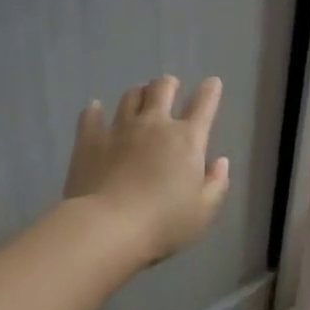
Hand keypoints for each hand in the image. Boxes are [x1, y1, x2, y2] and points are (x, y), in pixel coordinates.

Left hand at [64, 76, 229, 265]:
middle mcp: (154, 124)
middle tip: (169, 87)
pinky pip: (91, 116)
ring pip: (130, 97)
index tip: (212, 83)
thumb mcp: (203, 211)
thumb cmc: (164, 222)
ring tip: (138, 97)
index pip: (203, 105)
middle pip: (162, 89)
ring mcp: (119, 128)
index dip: (210, 91)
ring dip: (137, 94)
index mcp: (187, 140)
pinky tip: (94, 109)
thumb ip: (216, 184)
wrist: (109, 226)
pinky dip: (94, 110)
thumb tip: (220, 161)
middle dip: (168, 84)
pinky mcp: (89, 139)